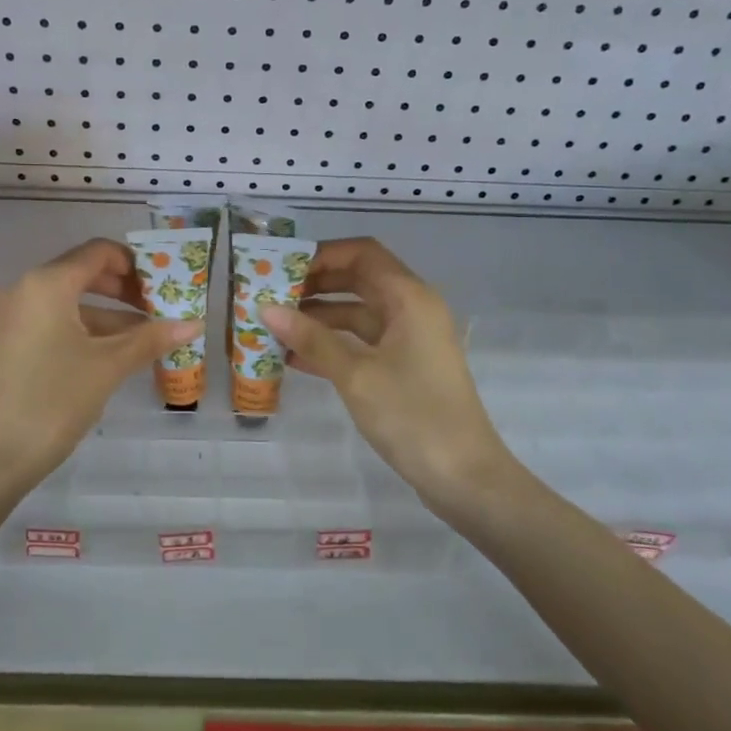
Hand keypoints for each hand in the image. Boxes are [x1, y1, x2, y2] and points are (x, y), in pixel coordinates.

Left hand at [0, 239, 199, 497]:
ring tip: (149, 339)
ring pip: (70, 303)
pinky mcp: (8, 343)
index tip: (166, 285)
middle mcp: (24, 289)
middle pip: (83, 274)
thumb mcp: (107, 367)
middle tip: (161, 310)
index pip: (98, 252)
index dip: (136, 264)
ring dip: (109, 316)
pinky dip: (86, 331)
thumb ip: (150, 339)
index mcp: (47, 283)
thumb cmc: (51, 402)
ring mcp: (12, 317)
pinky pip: (54, 323)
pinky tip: (114, 356)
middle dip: (125, 290)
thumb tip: (194, 324)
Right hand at [261, 238, 523, 515]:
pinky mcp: (403, 367)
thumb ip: (311, 338)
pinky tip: (294, 358)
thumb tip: (266, 309)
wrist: (464, 477)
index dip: (322, 254)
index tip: (282, 267)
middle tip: (270, 295)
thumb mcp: (356, 375)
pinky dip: (332, 344)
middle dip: (315, 285)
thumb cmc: (412, 415)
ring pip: (357, 313)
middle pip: (358, 280)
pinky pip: (362, 343)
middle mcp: (412, 309)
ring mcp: (409, 340)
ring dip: (318, 317)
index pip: (362, 253)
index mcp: (409, 298)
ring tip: (274, 326)